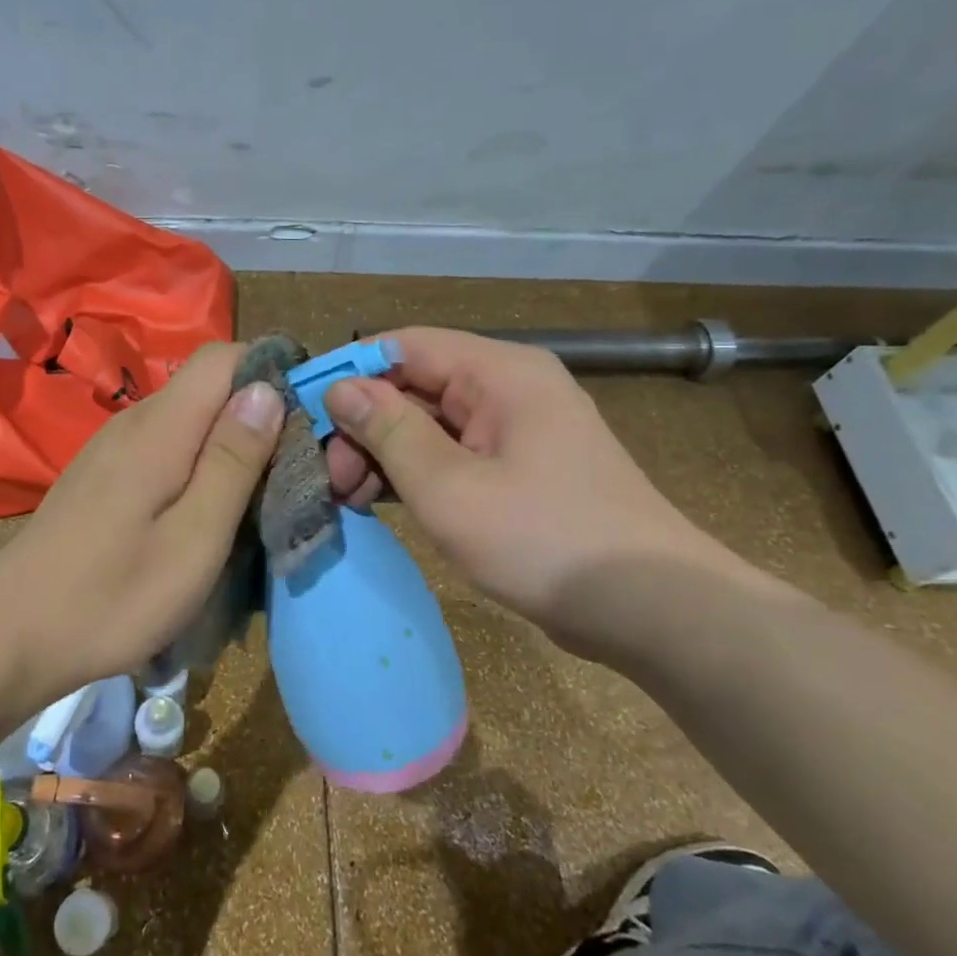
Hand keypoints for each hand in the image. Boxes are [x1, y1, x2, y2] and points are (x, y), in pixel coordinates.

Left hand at [0, 342, 282, 703]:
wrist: (10, 634)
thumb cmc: (112, 596)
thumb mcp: (194, 539)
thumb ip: (233, 461)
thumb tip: (267, 390)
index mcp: (161, 427)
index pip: (223, 357)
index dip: (270, 373)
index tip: (304, 420)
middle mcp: (135, 420)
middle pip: (209, 386)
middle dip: (257, 414)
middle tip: (288, 472)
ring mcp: (114, 446)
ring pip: (190, 418)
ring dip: (229, 444)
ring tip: (254, 498)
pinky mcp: (104, 472)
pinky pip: (166, 445)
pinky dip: (199, 464)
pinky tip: (203, 512)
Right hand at [322, 327, 738, 656]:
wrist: (652, 609)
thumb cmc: (545, 540)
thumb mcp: (450, 486)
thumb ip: (390, 431)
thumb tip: (340, 387)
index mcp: (500, 372)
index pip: (406, 345)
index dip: (350, 372)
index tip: (305, 412)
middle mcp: (509, 389)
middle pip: (416, 386)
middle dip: (365, 426)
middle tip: (328, 477)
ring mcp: (516, 431)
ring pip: (430, 425)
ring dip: (385, 455)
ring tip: (349, 497)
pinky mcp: (519, 470)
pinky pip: (454, 456)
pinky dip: (416, 475)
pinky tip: (382, 504)